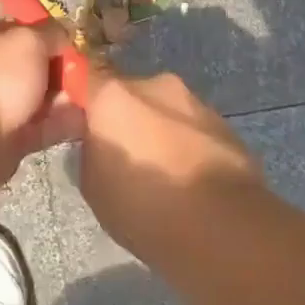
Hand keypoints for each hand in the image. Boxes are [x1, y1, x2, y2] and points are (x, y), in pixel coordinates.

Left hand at [0, 21, 85, 184]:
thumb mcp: (28, 41)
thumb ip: (51, 33)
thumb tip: (65, 34)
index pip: (24, 28)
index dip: (52, 35)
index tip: (77, 45)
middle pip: (35, 63)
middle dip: (62, 70)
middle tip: (88, 76)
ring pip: (40, 95)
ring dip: (65, 97)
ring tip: (89, 100)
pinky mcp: (8, 133)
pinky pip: (42, 124)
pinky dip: (61, 122)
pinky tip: (84, 121)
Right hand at [80, 68, 263, 250]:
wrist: (223, 229)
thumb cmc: (143, 206)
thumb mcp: (92, 185)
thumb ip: (90, 151)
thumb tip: (99, 143)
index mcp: (114, 95)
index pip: (84, 75)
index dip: (80, 97)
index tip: (77, 123)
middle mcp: (155, 85)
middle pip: (128, 93)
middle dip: (123, 117)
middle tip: (122, 156)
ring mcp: (196, 102)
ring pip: (164, 110)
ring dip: (157, 131)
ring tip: (160, 174)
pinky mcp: (227, 126)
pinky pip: (192, 129)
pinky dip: (186, 146)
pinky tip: (188, 181)